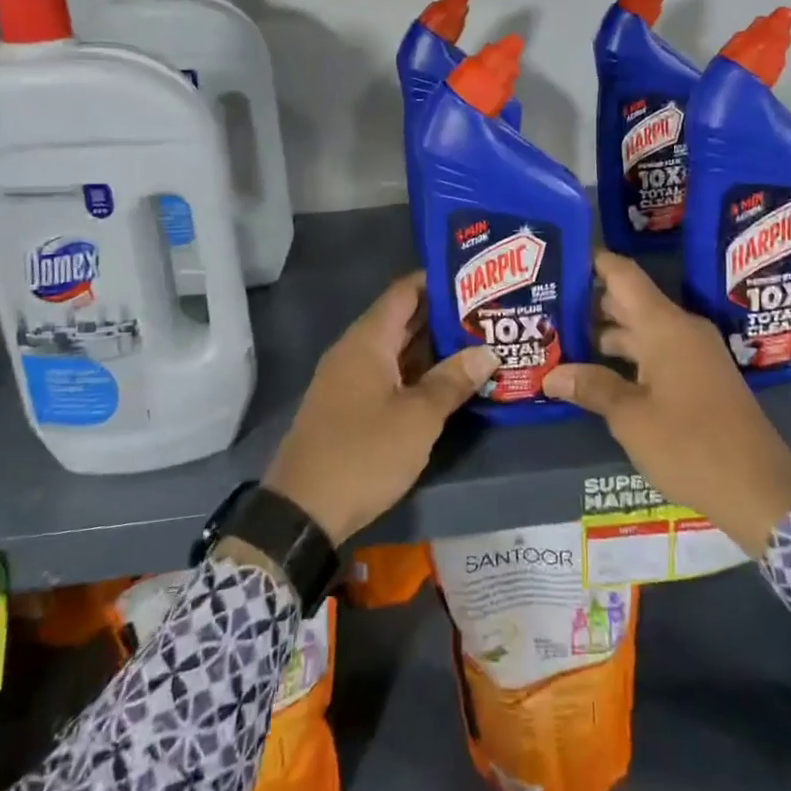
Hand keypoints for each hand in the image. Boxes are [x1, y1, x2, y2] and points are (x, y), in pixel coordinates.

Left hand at [262, 272, 496, 545]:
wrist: (302, 511)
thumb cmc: (363, 453)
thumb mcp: (417, 418)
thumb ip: (452, 381)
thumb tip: (487, 352)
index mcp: (367, 340)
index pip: (405, 291)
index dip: (439, 281)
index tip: (477, 279)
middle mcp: (355, 350)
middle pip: (403, 319)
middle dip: (444, 316)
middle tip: (488, 312)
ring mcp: (350, 379)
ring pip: (397, 350)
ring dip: (433, 348)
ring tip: (479, 342)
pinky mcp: (349, 406)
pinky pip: (389, 375)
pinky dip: (417, 372)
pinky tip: (448, 381)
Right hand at [544, 251, 790, 556]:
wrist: (761, 491)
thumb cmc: (691, 445)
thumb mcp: (631, 418)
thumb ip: (591, 388)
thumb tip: (552, 375)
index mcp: (665, 326)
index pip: (623, 275)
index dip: (592, 261)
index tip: (558, 257)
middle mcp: (681, 330)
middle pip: (629, 302)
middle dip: (588, 303)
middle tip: (545, 306)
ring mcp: (694, 354)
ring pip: (642, 330)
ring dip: (604, 334)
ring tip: (560, 340)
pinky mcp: (700, 378)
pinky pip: (656, 352)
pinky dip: (627, 357)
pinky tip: (597, 373)